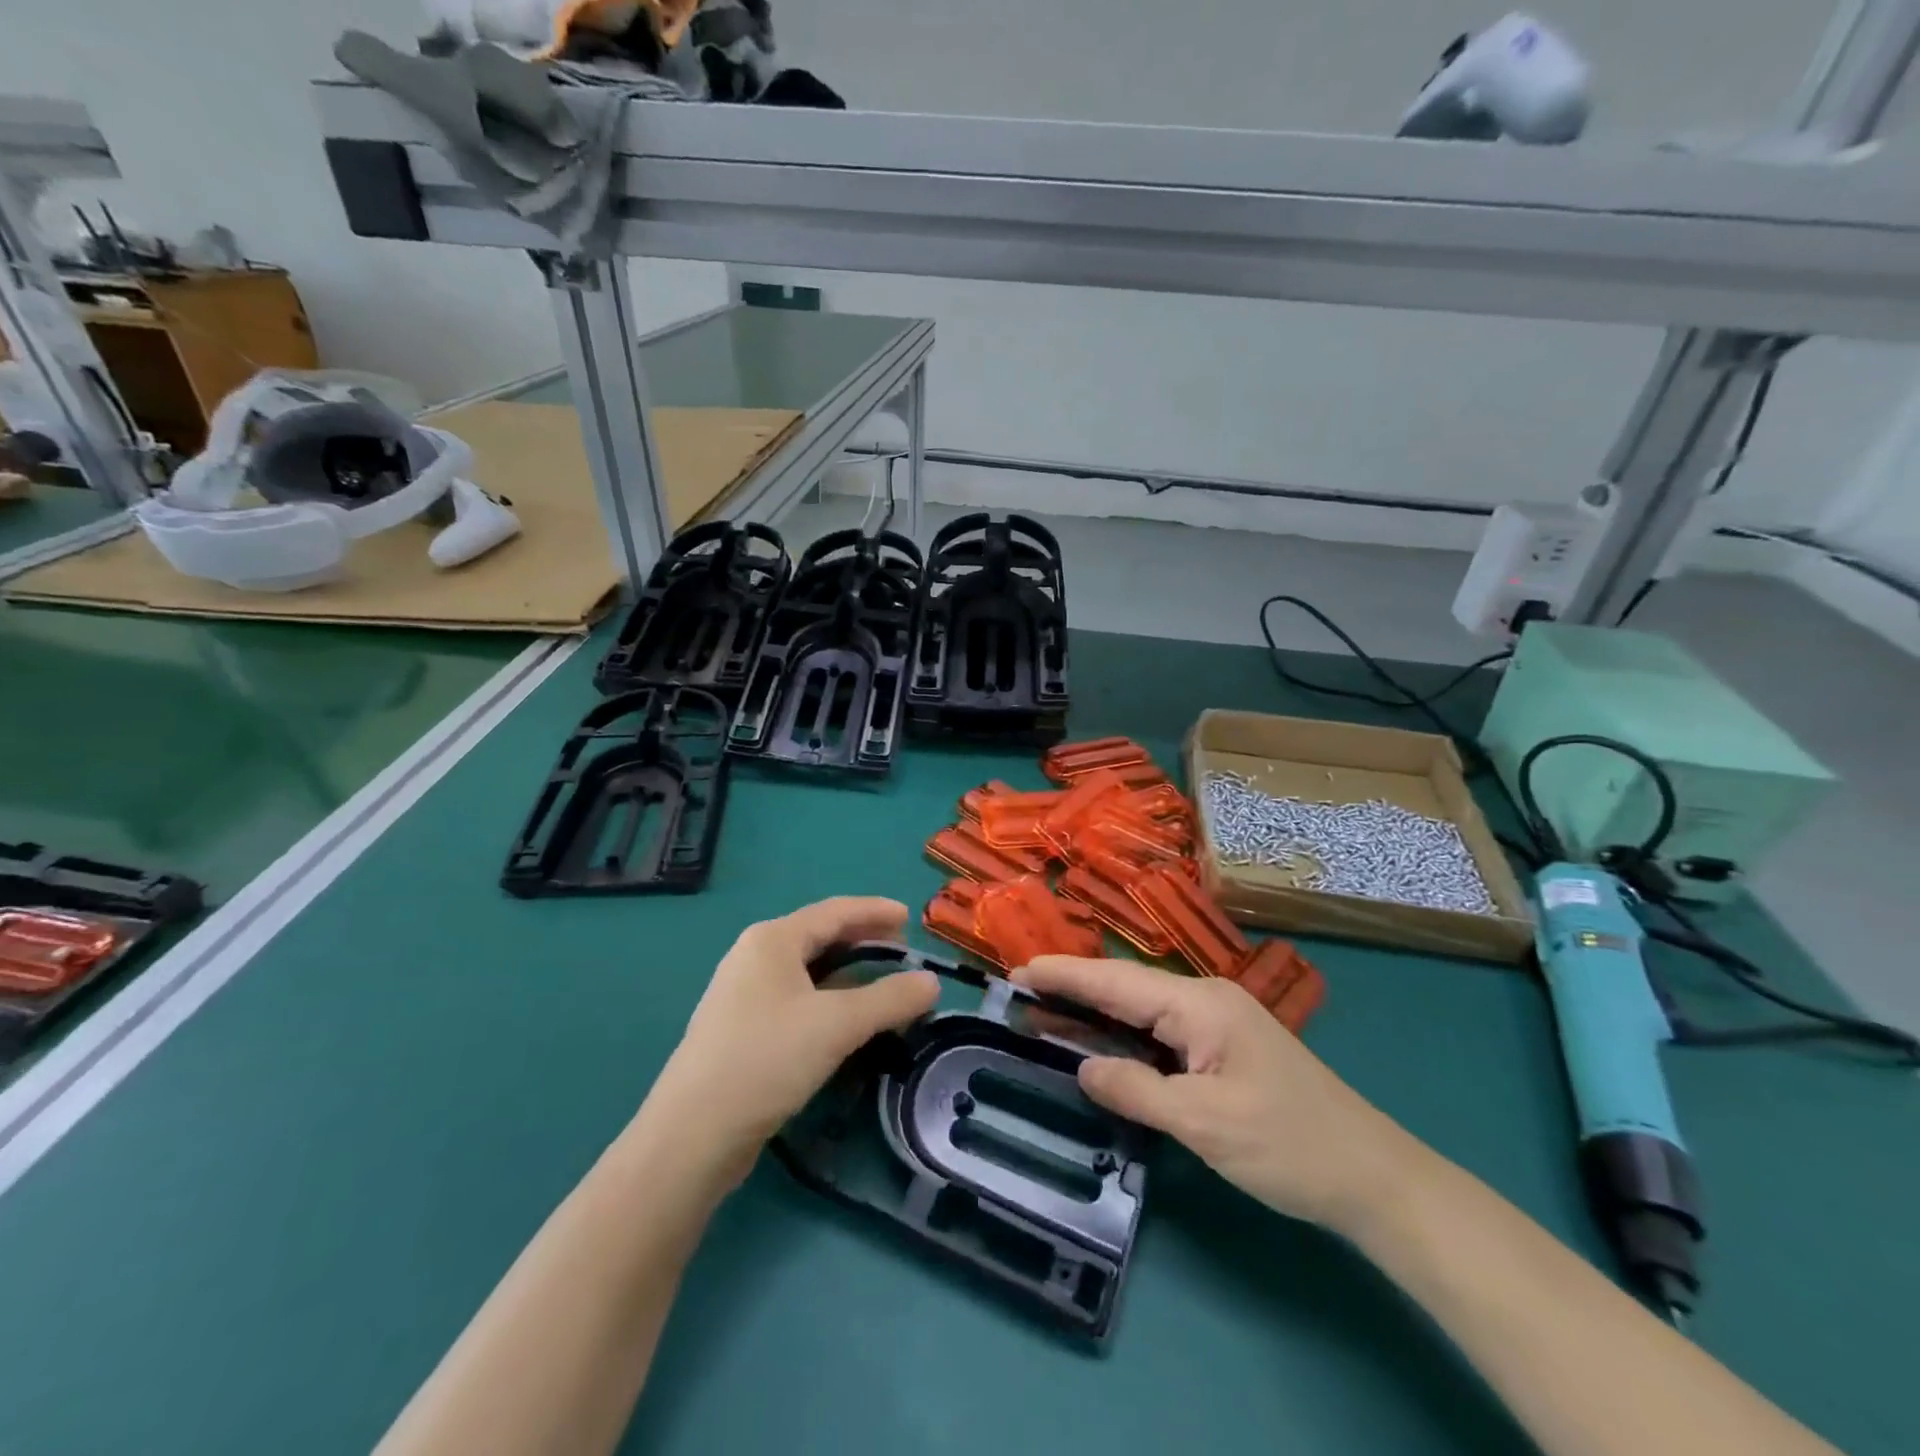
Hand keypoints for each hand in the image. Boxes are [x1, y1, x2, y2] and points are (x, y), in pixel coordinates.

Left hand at [652, 898, 939, 1173]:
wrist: (692, 1136)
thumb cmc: (766, 1059)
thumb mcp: (837, 1024)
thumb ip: (889, 999)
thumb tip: (932, 982)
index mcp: (772, 939)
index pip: (835, 911)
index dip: (876, 911)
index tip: (911, 919)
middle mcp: (754, 957)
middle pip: (820, 936)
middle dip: (864, 940)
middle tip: (903, 952)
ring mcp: (744, 994)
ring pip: (808, 971)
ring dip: (849, 973)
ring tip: (884, 985)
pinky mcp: (742, 1030)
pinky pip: (797, 999)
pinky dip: (830, 999)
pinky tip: (847, 1020)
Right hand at [1014, 956, 1421, 1235]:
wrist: (1372, 1177)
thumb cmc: (1288, 1145)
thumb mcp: (1204, 1123)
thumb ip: (1136, 1090)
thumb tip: (1082, 1067)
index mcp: (1199, 1004)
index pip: (1117, 982)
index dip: (1065, 975)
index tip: (1018, 970)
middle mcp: (1205, 1001)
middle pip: (1125, 988)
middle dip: (1072, 988)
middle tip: (1018, 991)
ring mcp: (1216, 1025)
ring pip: (1140, 1010)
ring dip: (1094, 1011)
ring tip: (1042, 1013)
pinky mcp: (1222, 1050)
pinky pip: (1159, 1033)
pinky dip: (1122, 1035)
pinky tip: (1097, 1042)